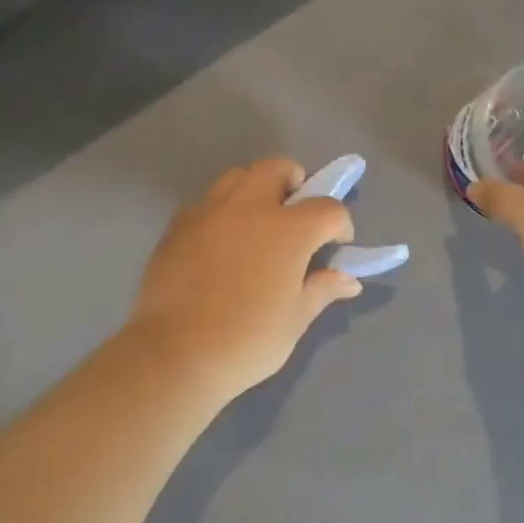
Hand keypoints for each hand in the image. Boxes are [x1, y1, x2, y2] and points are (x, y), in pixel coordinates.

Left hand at [128, 158, 360, 401]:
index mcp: (288, 229)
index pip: (327, 208)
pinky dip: (222, 212)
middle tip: (296, 215)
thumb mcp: (295, 319)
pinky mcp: (177, 226)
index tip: (336, 245)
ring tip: (257, 224)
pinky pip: (207, 203)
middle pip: (278, 168)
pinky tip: (221, 245)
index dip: (340, 224)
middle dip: (295, 183)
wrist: (176, 354)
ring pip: (238, 177)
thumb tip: (348, 279)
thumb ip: (322, 289)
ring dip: (256, 189)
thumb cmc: (248, 340)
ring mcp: (208, 212)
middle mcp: (249, 208)